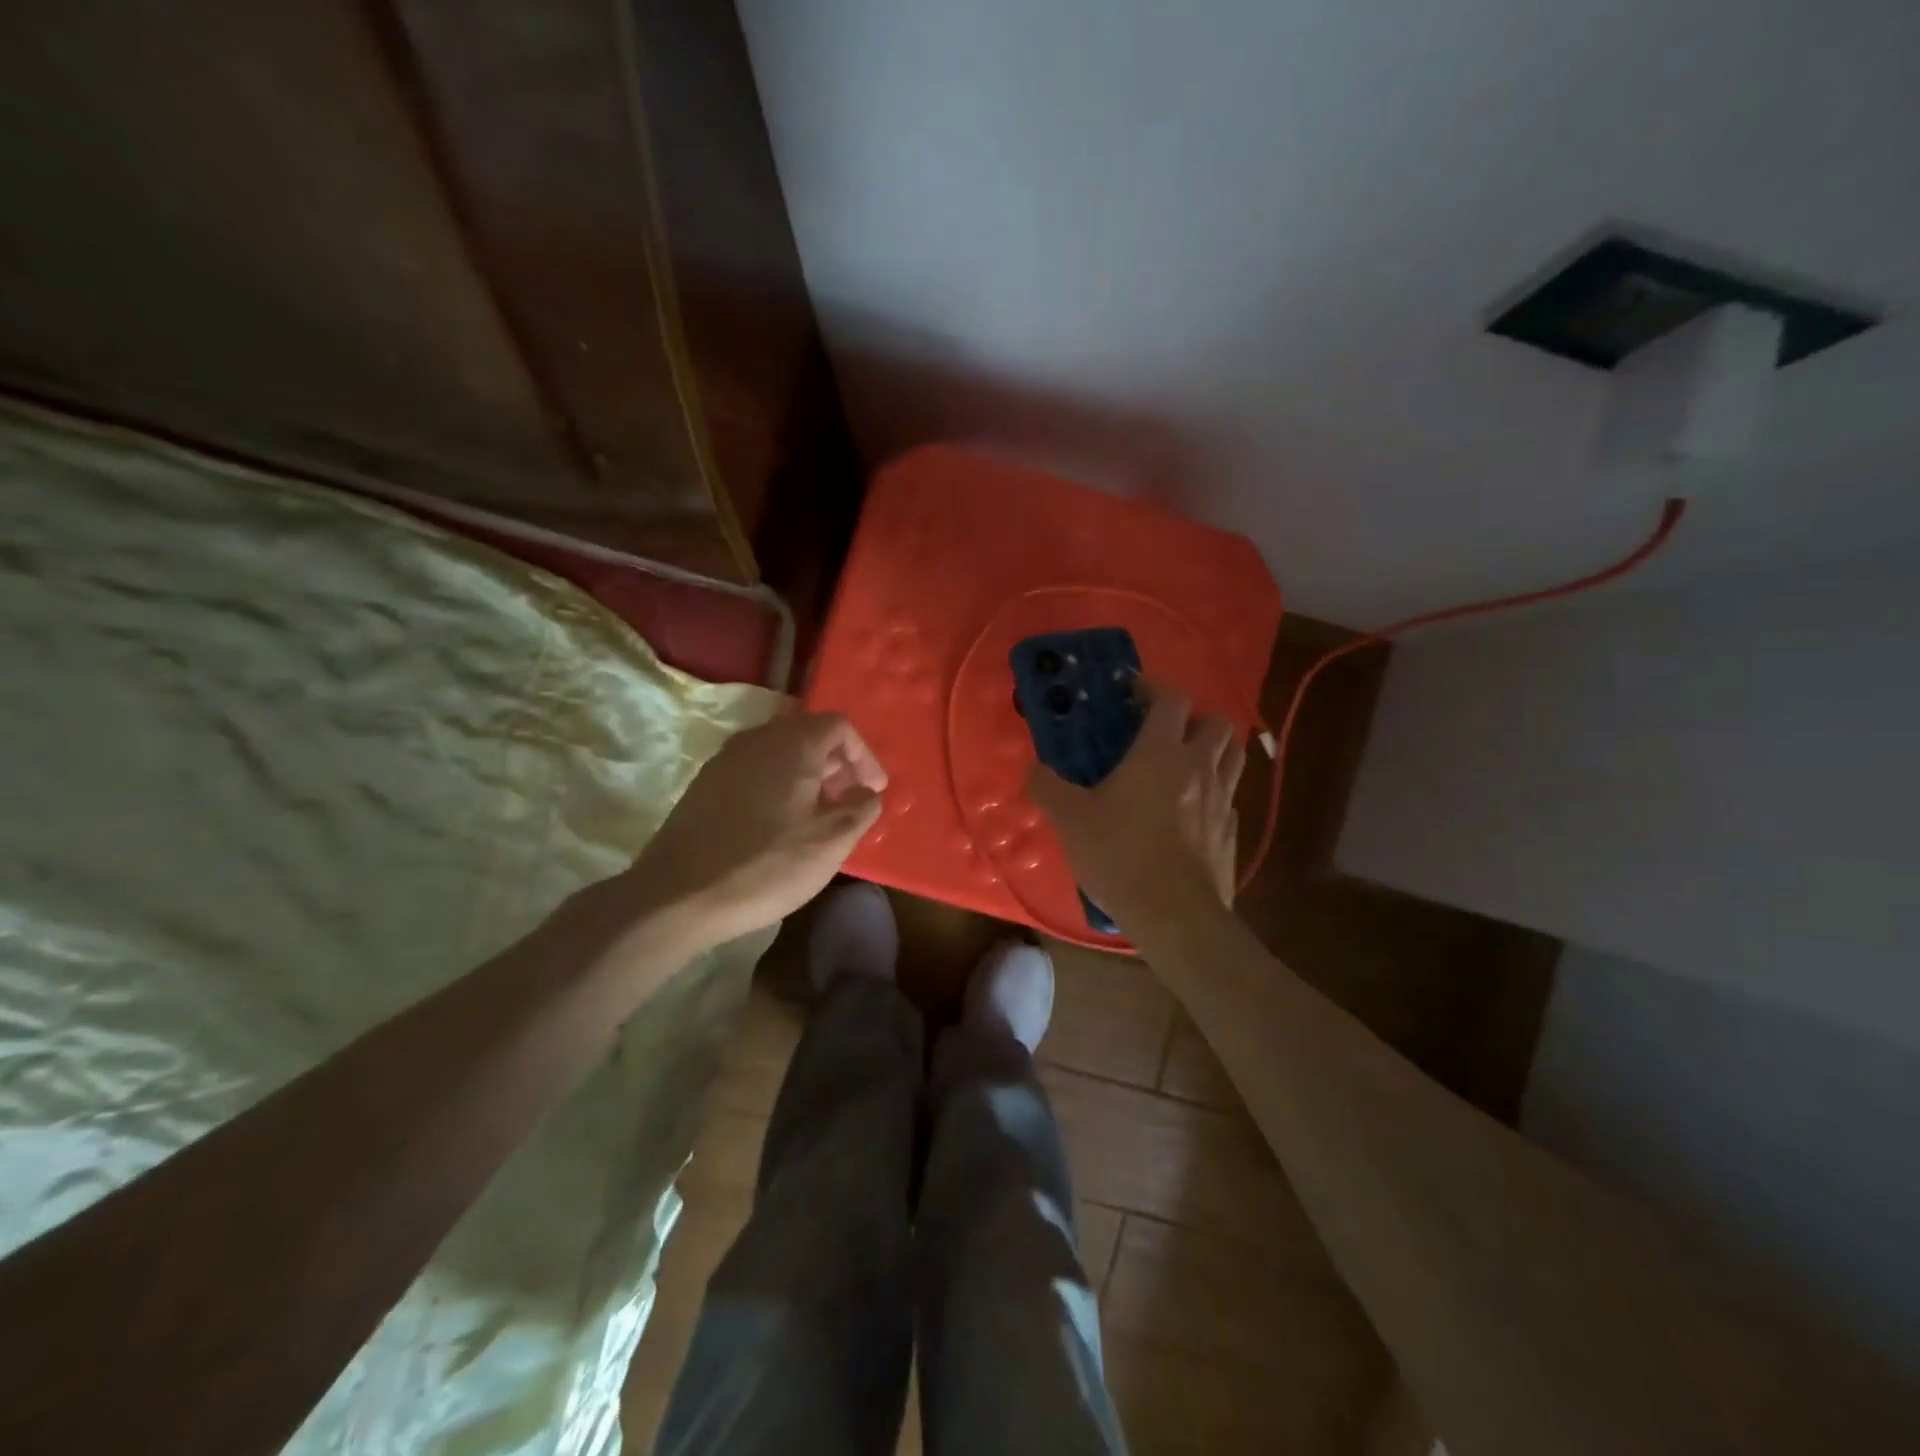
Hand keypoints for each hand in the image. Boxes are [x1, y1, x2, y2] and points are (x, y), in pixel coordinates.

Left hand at [631, 711, 886, 948]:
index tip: (873, 791)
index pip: (839, 726)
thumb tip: (866, 793)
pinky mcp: (705, 784)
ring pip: (779, 752)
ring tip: (818, 814)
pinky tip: (780, 824)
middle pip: (807, 733)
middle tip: (849, 801)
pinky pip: (755, 770)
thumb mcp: (830, 842)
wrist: (677, 895)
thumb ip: (860, 810)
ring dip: (807, 775)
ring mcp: (725, 760)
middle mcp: (757, 739)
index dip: (864, 756)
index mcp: (792, 744)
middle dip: (836, 764)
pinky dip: (778, 785)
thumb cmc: (766, 865)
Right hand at [1026, 683, 1243, 928]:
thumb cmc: (1120, 855)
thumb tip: (1032, 770)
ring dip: (1212, 749)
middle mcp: (1199, 767)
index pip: (1172, 699)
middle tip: (1165, 733)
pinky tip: (1192, 811)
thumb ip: (1048, 788)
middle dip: (1193, 718)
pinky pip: (1230, 797)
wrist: (1174, 915)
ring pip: (1233, 755)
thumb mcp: (1070, 820)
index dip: (1154, 688)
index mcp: (1161, 753)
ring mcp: (1223, 800)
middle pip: (1216, 721)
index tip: (1133, 693)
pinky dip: (1215, 791)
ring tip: (1184, 764)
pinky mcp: (1232, 832)